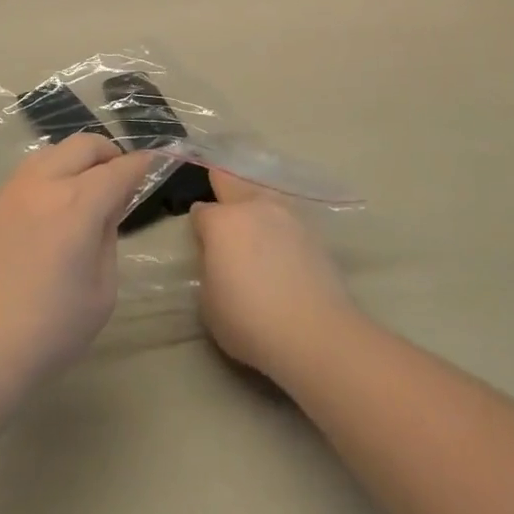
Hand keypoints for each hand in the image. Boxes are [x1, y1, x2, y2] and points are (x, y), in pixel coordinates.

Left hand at [0, 135, 151, 389]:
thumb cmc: (51, 330)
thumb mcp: (102, 290)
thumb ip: (108, 238)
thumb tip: (105, 211)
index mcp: (78, 204)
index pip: (119, 169)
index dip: (141, 164)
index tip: (152, 163)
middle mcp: (42, 185)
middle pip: (82, 145)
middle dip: (108, 153)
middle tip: (119, 175)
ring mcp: (8, 193)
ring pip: (48, 154)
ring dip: (73, 161)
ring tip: (81, 189)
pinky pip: (22, 179)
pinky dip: (44, 181)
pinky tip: (44, 215)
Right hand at [191, 168, 357, 382]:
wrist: (314, 332)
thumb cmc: (249, 320)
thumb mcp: (208, 303)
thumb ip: (209, 269)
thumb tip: (218, 257)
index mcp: (221, 222)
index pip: (201, 211)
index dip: (199, 225)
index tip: (202, 240)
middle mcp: (253, 207)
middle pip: (232, 182)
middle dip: (223, 187)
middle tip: (221, 204)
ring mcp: (286, 215)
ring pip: (263, 195)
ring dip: (254, 203)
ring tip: (253, 223)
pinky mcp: (312, 231)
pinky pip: (286, 217)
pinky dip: (279, 225)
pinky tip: (280, 242)